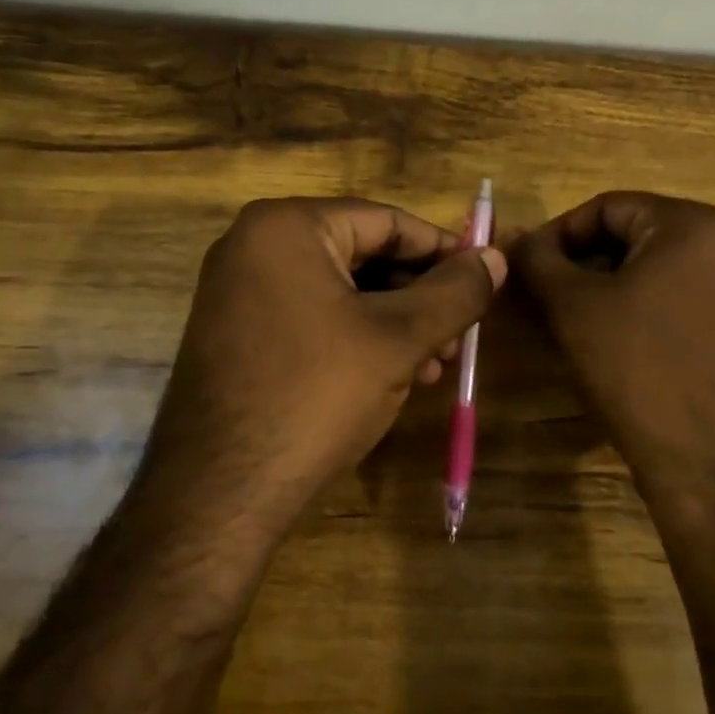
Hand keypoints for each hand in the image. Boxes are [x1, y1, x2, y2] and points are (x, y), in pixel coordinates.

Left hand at [143, 197, 506, 533]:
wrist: (218, 491)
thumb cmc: (315, 395)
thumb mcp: (399, 339)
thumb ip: (454, 292)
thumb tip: (495, 258)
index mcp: (287, 226)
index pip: (386, 221)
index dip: (442, 250)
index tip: (484, 279)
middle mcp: (254, 245)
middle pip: (362, 254)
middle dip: (417, 297)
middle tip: (458, 336)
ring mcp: (238, 290)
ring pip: (339, 291)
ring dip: (393, 324)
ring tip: (434, 367)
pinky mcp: (235, 333)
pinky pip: (310, 317)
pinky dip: (355, 338)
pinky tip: (390, 377)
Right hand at [512, 192, 714, 507]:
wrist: (712, 464)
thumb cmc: (637, 370)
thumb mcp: (572, 307)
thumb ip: (537, 259)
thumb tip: (513, 235)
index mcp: (693, 224)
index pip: (607, 207)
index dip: (558, 234)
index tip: (527, 268)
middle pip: (636, 235)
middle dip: (585, 262)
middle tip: (547, 297)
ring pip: (660, 268)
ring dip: (613, 286)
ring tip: (578, 322)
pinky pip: (686, 297)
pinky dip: (647, 308)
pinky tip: (623, 343)